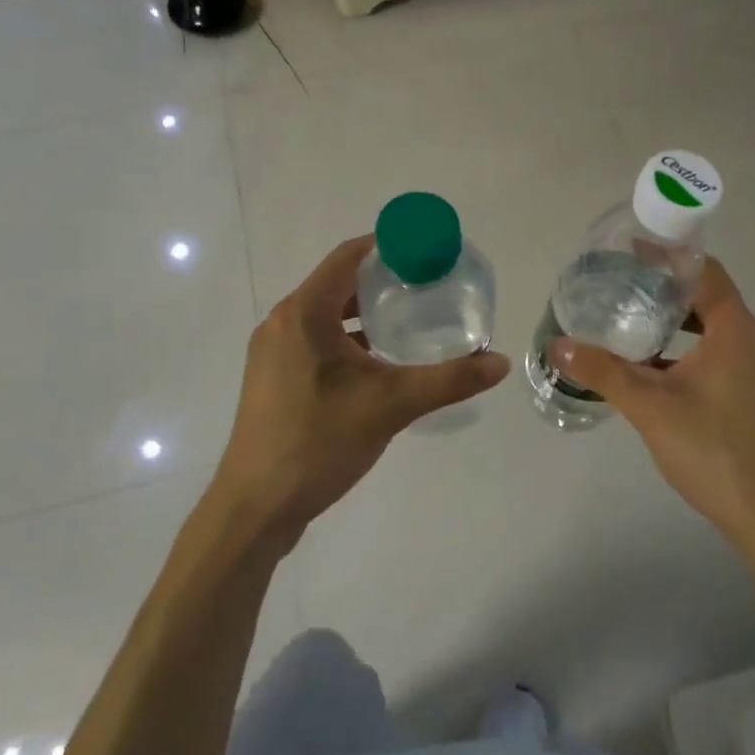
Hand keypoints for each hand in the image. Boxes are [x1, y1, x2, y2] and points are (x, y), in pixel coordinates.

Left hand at [213, 236, 509, 543]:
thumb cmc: (318, 442)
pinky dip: (347, 340)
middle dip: (383, 282)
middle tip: (428, 288)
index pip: (348, 256)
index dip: (388, 246)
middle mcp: (282, 323)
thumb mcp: (391, 406)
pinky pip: (316, 342)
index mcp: (303, 313)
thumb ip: (448, 380)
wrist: (255, 507)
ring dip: (365, 314)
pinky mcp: (273, 379)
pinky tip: (378, 363)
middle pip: (338, 284)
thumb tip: (499, 362)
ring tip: (410, 321)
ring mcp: (274, 352)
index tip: (427, 252)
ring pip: (326, 316)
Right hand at [549, 259, 754, 554]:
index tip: (633, 251)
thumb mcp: (649, 407)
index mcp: (737, 332)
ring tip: (634, 325)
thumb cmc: (711, 450)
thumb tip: (557, 345)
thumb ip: (603, 371)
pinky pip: (723, 355)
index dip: (670, 257)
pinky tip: (657, 371)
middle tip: (624, 288)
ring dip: (678, 324)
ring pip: (716, 331)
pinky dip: (691, 351)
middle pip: (711, 299)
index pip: (706, 273)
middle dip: (667, 291)